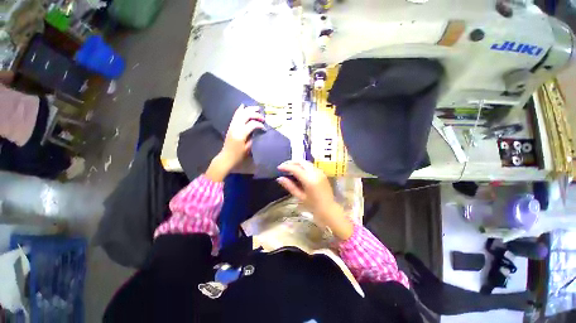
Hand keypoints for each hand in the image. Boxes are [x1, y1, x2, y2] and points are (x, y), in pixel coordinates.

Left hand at [206, 105, 264, 181]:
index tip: (264, 128)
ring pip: (240, 113)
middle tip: (262, 117)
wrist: (226, 157)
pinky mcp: (231, 126)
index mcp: (241, 134)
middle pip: (246, 115)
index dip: (259, 125)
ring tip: (256, 108)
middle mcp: (236, 127)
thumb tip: (258, 131)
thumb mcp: (248, 148)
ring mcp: (232, 125)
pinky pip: (236, 115)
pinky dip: (240, 110)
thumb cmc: (238, 155)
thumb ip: (253, 138)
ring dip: (249, 109)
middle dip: (255, 114)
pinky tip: (244, 106)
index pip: (252, 124)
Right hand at [277, 160, 352, 239]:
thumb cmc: (313, 206)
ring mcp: (320, 172)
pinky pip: (311, 166)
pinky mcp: (322, 173)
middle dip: (292, 162)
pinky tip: (299, 171)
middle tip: (284, 167)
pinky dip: (303, 166)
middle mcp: (315, 173)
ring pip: (307, 162)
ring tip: (290, 168)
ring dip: (298, 163)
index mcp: (309, 180)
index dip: (286, 167)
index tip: (279, 168)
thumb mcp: (300, 196)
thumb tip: (279, 178)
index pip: (295, 168)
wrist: (329, 209)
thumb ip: (290, 186)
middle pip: (301, 161)